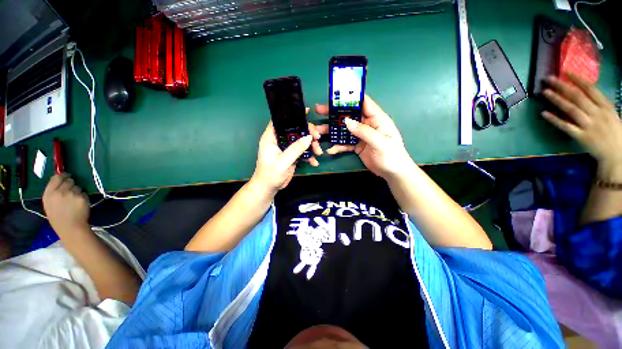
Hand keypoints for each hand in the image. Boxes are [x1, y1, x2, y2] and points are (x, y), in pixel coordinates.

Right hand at [42, 174, 89, 236]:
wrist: (70, 227)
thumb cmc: (58, 217)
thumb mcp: (49, 203)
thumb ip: (53, 191)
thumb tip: (60, 179)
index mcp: (49, 193)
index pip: (57, 177)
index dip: (63, 176)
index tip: (66, 176)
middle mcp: (59, 192)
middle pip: (69, 180)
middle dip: (71, 184)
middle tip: (70, 192)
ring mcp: (71, 194)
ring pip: (77, 186)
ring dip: (77, 191)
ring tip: (73, 201)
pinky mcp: (82, 197)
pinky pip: (84, 193)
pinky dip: (83, 197)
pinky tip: (79, 204)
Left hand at [251, 118, 323, 192]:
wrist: (269, 188)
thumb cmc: (270, 174)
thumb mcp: (283, 161)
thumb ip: (296, 149)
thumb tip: (309, 137)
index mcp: (271, 137)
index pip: (281, 121)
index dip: (292, 115)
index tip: (307, 112)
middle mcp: (279, 140)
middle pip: (295, 130)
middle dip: (308, 133)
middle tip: (318, 138)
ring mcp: (286, 148)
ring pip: (301, 141)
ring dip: (311, 145)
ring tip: (319, 152)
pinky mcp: (292, 156)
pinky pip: (302, 151)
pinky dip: (309, 156)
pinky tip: (314, 162)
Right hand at [316, 95, 413, 178]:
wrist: (393, 173)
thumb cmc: (392, 155)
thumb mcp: (380, 142)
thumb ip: (364, 131)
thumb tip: (346, 121)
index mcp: (377, 119)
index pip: (363, 103)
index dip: (350, 98)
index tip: (335, 96)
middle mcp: (367, 125)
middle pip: (349, 116)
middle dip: (334, 114)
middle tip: (319, 110)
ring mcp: (361, 136)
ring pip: (344, 130)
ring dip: (332, 131)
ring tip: (318, 132)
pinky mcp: (357, 146)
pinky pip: (345, 144)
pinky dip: (337, 146)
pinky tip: (330, 150)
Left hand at [543, 74, 621, 174]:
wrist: (617, 155)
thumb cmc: (614, 132)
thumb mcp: (611, 114)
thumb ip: (599, 104)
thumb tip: (584, 92)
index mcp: (606, 106)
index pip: (590, 89)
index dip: (577, 79)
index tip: (565, 71)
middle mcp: (597, 113)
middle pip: (577, 96)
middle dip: (562, 86)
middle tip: (548, 79)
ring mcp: (589, 125)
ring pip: (570, 109)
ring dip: (556, 99)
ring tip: (544, 92)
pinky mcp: (581, 137)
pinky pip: (565, 126)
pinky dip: (554, 120)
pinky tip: (544, 114)